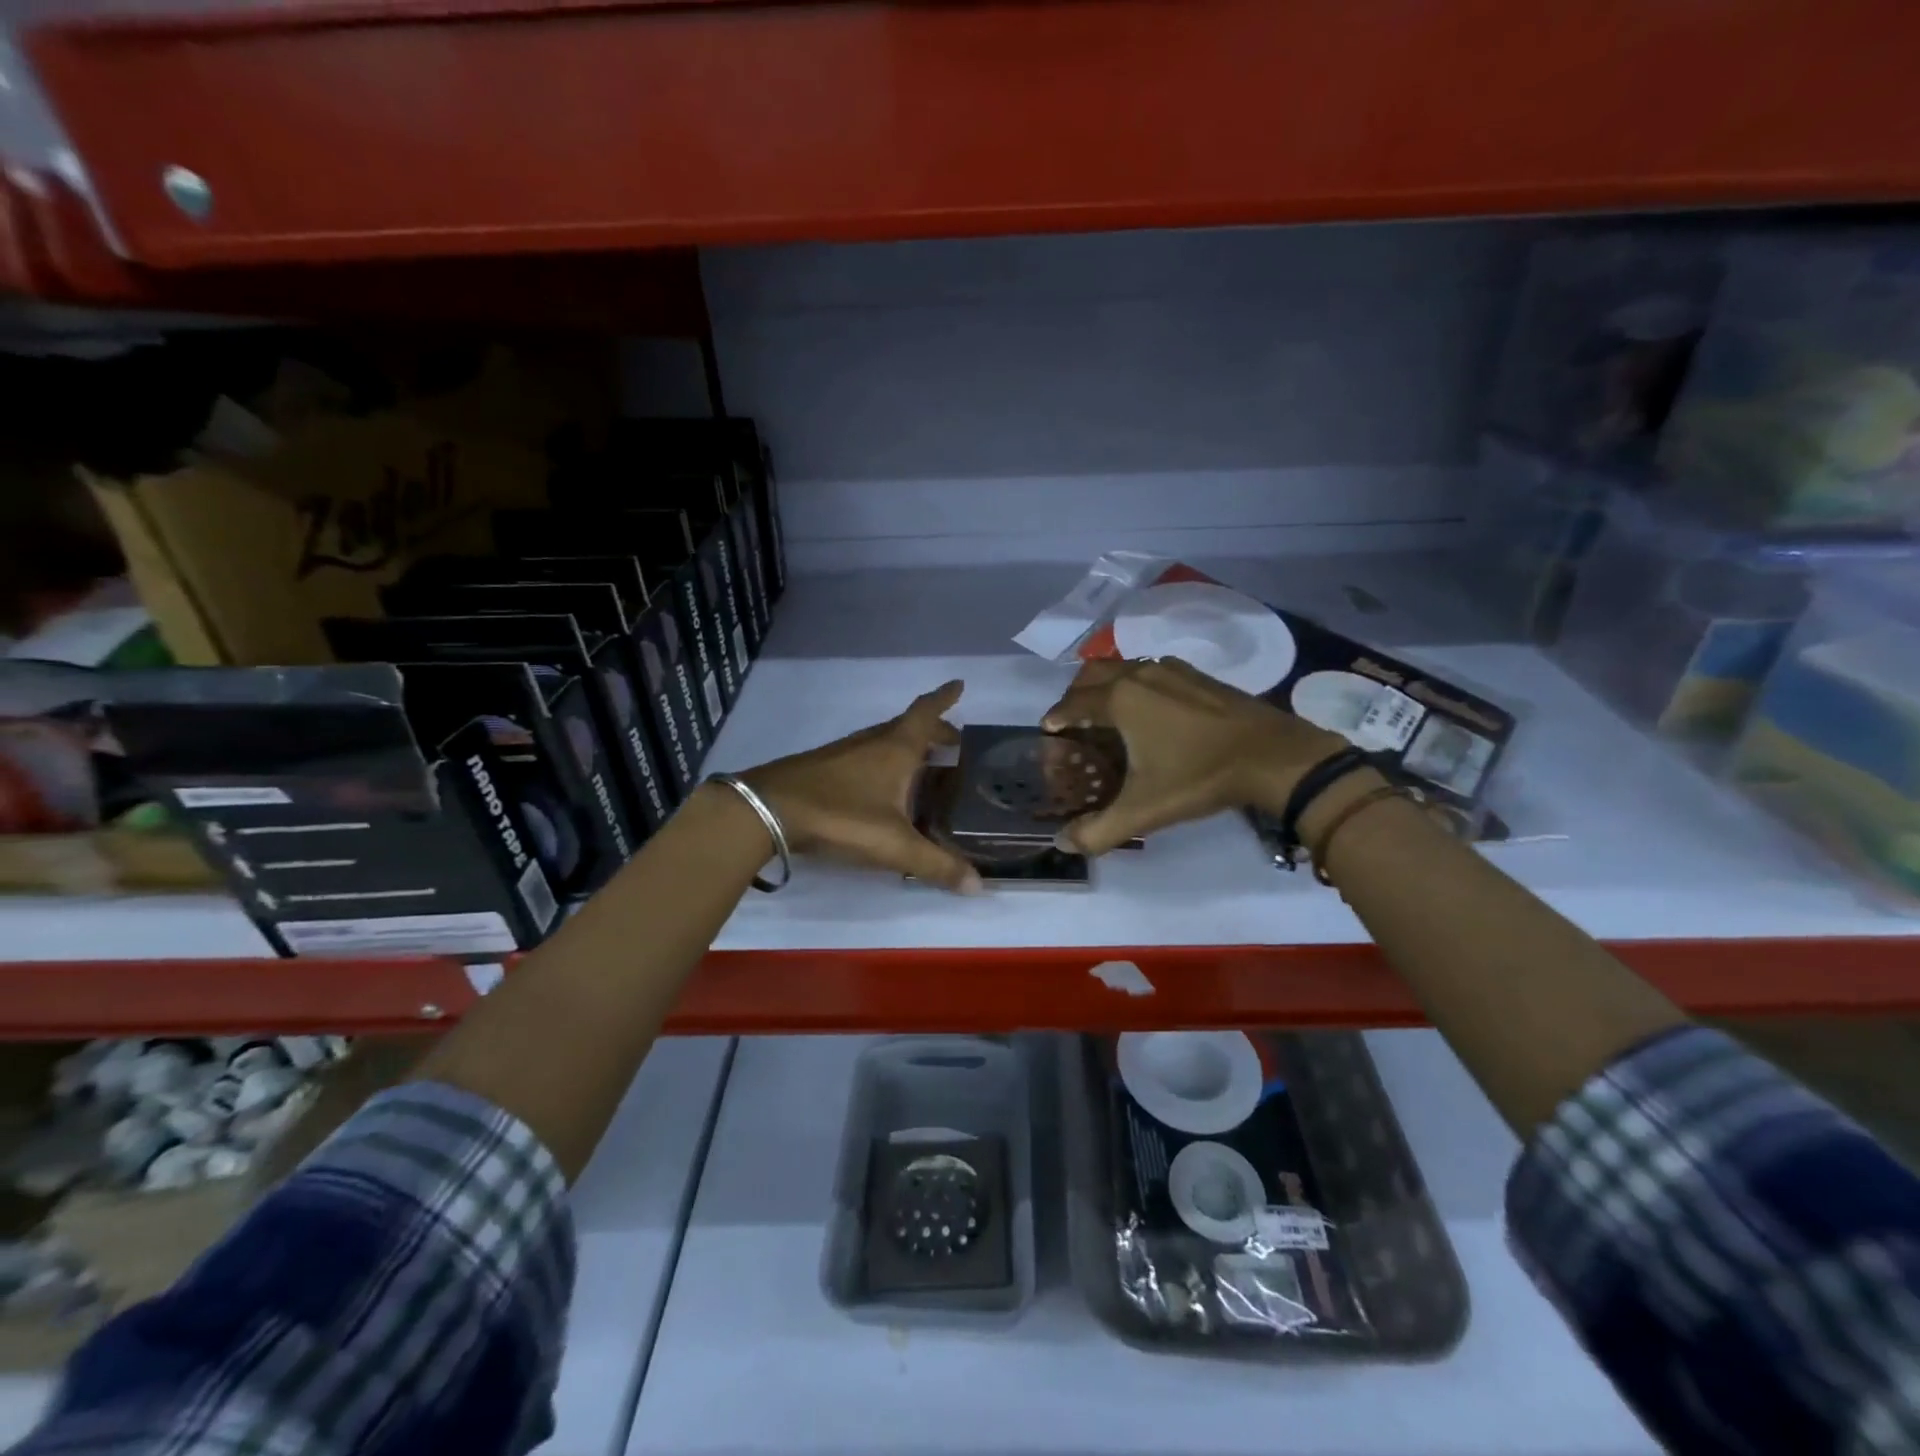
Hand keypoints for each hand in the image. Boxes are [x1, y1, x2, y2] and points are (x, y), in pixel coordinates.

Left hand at [742, 680, 982, 893]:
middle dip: (933, 731)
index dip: (944, 698)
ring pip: (884, 740)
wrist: (766, 810)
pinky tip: (879, 785)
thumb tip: (979, 886)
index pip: (926, 713)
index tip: (959, 684)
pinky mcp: (822, 767)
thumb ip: (936, 865)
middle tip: (953, 744)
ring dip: (907, 746)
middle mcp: (871, 742)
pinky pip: (864, 755)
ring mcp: (843, 752)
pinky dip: (883, 760)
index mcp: (895, 749)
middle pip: (908, 727)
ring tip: (923, 764)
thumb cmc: (840, 817)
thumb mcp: (894, 845)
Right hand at [1040, 657, 1348, 854]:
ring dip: (1106, 684)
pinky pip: (1152, 670)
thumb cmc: (1200, 777)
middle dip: (1076, 693)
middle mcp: (1140, 675)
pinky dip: (1137, 682)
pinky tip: (1151, 707)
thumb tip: (1062, 844)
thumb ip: (1098, 830)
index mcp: (1121, 700)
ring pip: (1124, 667)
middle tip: (1073, 719)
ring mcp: (1172, 670)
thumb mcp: (1144, 811)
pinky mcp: (1198, 674)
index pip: (1073, 703)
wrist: (1274, 756)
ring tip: (1107, 713)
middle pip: (1093, 673)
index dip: (1056, 716)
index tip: (1048, 729)